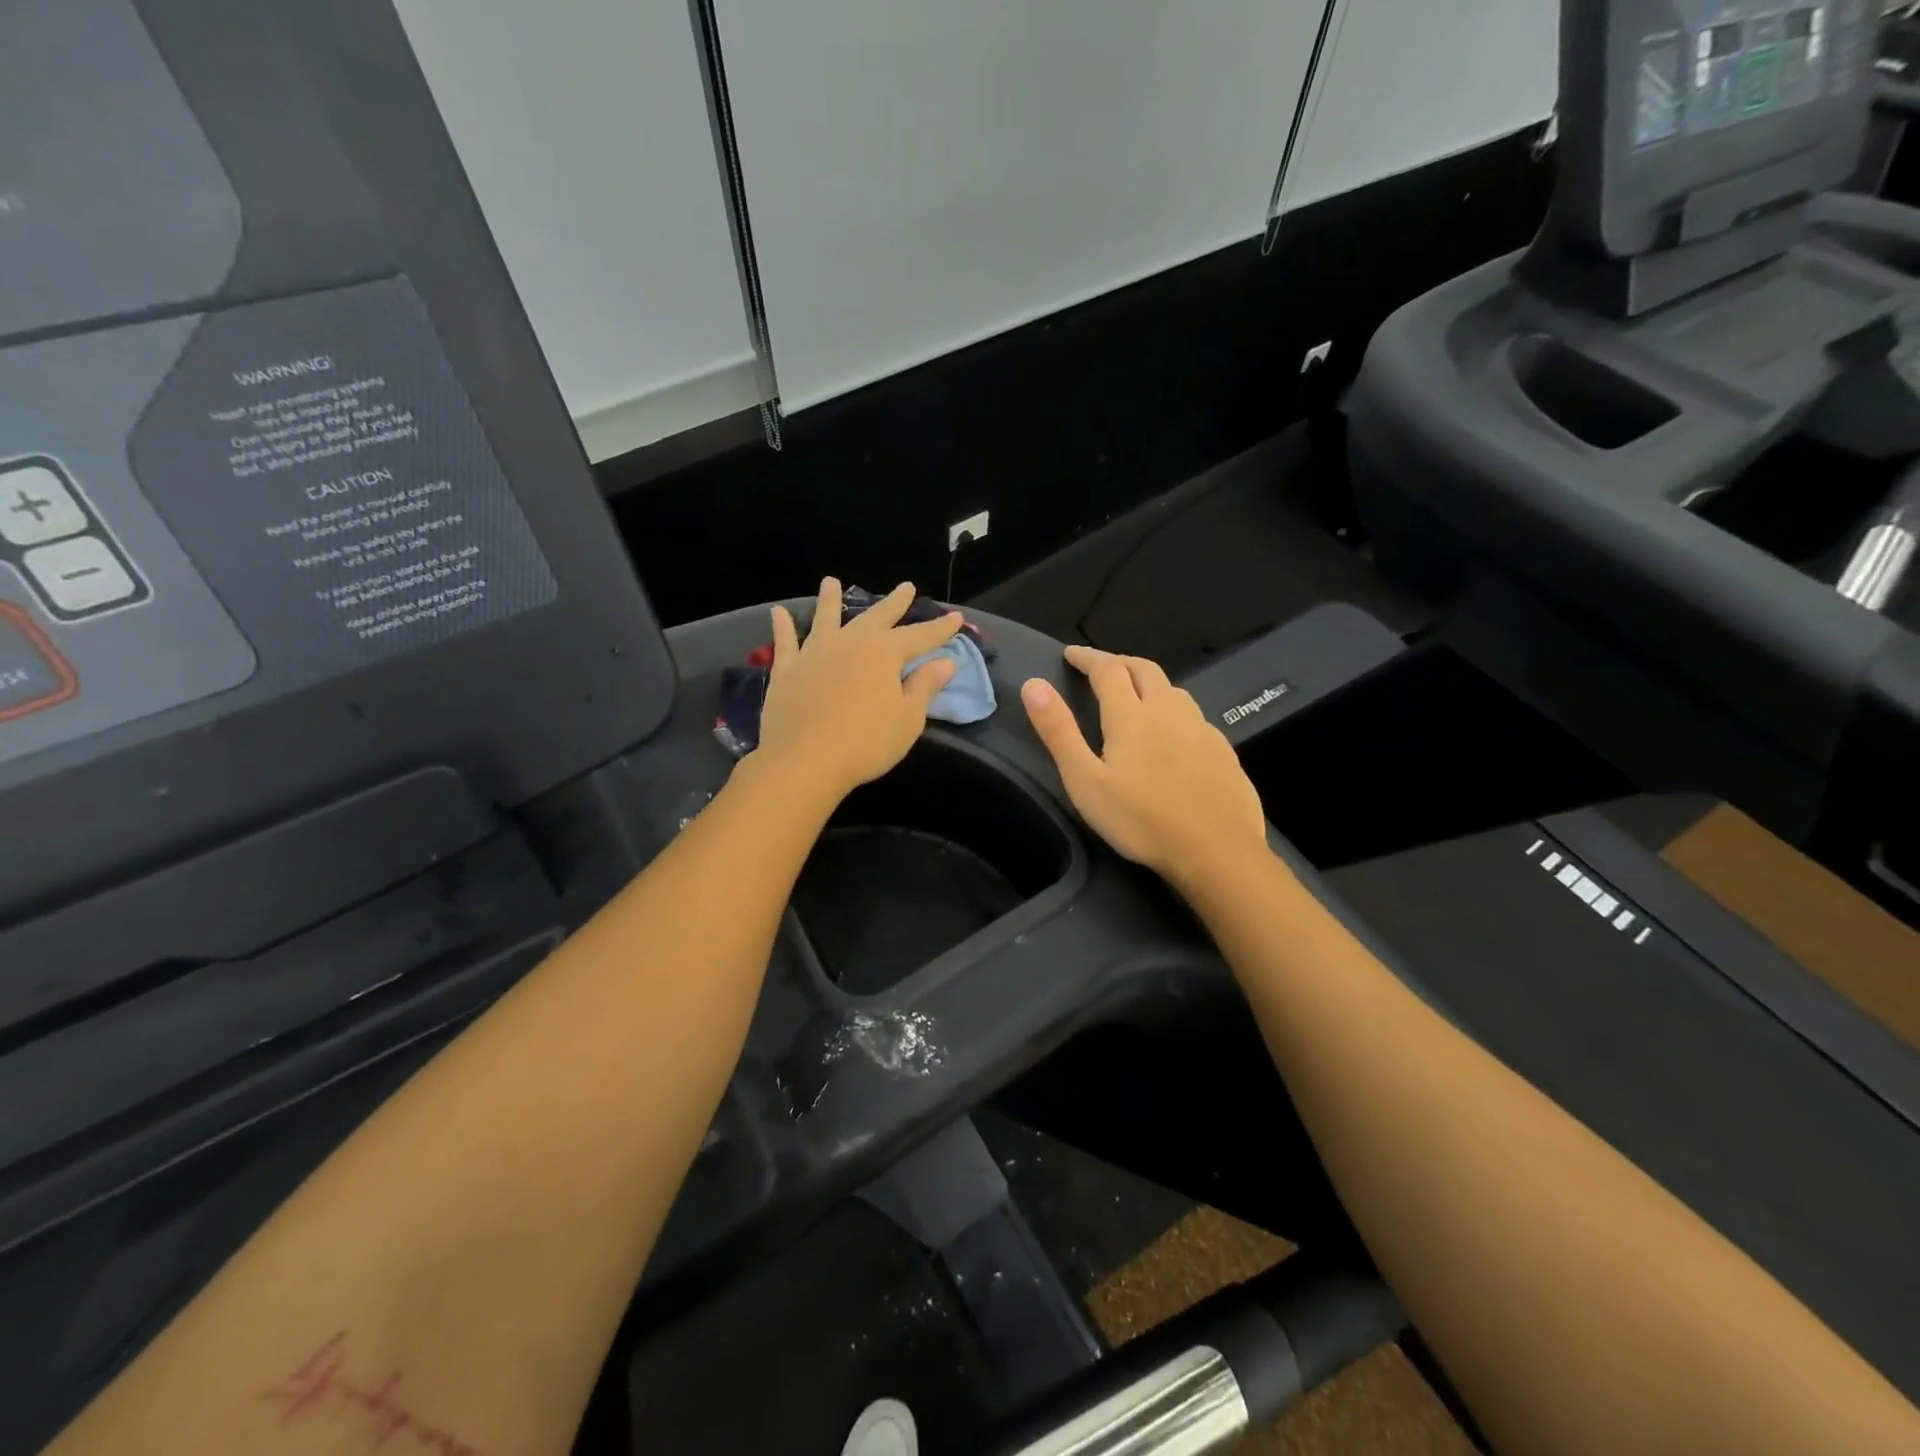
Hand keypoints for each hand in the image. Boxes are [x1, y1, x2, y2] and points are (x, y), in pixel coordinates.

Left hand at [757, 579, 963, 801]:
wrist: (805, 760)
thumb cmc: (866, 743)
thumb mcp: (907, 719)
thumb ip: (924, 687)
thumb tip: (945, 663)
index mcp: (885, 652)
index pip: (920, 636)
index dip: (940, 628)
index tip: (956, 618)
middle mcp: (850, 642)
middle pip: (876, 617)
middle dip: (894, 603)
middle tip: (906, 587)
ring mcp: (815, 653)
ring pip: (826, 618)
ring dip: (830, 599)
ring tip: (830, 581)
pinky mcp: (787, 670)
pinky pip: (786, 642)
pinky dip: (783, 626)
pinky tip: (778, 612)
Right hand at [1022, 646, 1268, 888]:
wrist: (1217, 851)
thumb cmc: (1141, 820)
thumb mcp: (1085, 781)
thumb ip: (1059, 732)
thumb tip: (1034, 685)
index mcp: (1131, 714)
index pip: (1107, 669)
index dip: (1087, 658)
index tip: (1070, 654)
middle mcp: (1168, 710)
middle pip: (1144, 669)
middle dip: (1118, 662)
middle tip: (1100, 668)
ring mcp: (1201, 728)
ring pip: (1172, 689)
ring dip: (1148, 682)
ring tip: (1134, 694)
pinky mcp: (1223, 749)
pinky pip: (1193, 715)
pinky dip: (1173, 710)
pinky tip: (1172, 733)